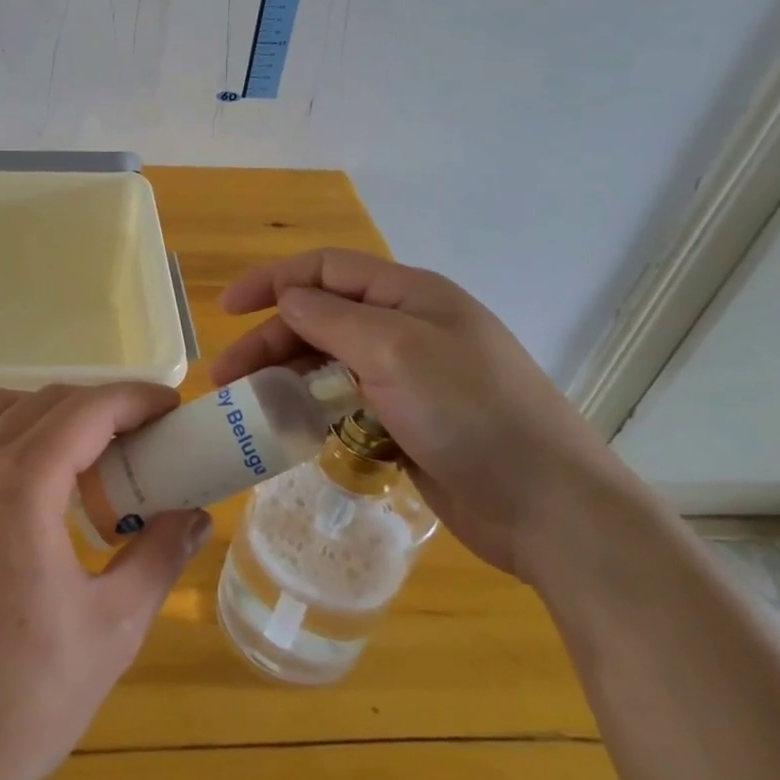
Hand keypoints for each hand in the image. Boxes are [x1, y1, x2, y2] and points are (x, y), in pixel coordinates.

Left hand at [0, 383, 210, 779]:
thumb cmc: (17, 705)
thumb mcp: (110, 632)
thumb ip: (158, 558)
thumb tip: (195, 515)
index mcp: (20, 485)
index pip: (88, 410)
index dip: (135, 399)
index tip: (170, 407)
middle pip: (43, 402)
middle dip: (97, 410)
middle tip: (136, 443)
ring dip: (41, 415)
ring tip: (74, 457)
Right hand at [211, 248, 625, 580]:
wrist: (552, 510)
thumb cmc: (472, 414)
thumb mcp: (395, 351)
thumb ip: (331, 318)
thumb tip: (287, 299)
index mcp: (410, 295)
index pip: (325, 270)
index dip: (271, 281)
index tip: (227, 309)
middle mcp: (408, 328)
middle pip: (321, 318)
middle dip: (270, 340)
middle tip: (226, 378)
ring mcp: (411, 377)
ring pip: (330, 362)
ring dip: (286, 377)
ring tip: (249, 406)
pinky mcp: (410, 422)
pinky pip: (348, 403)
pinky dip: (315, 409)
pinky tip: (292, 429)